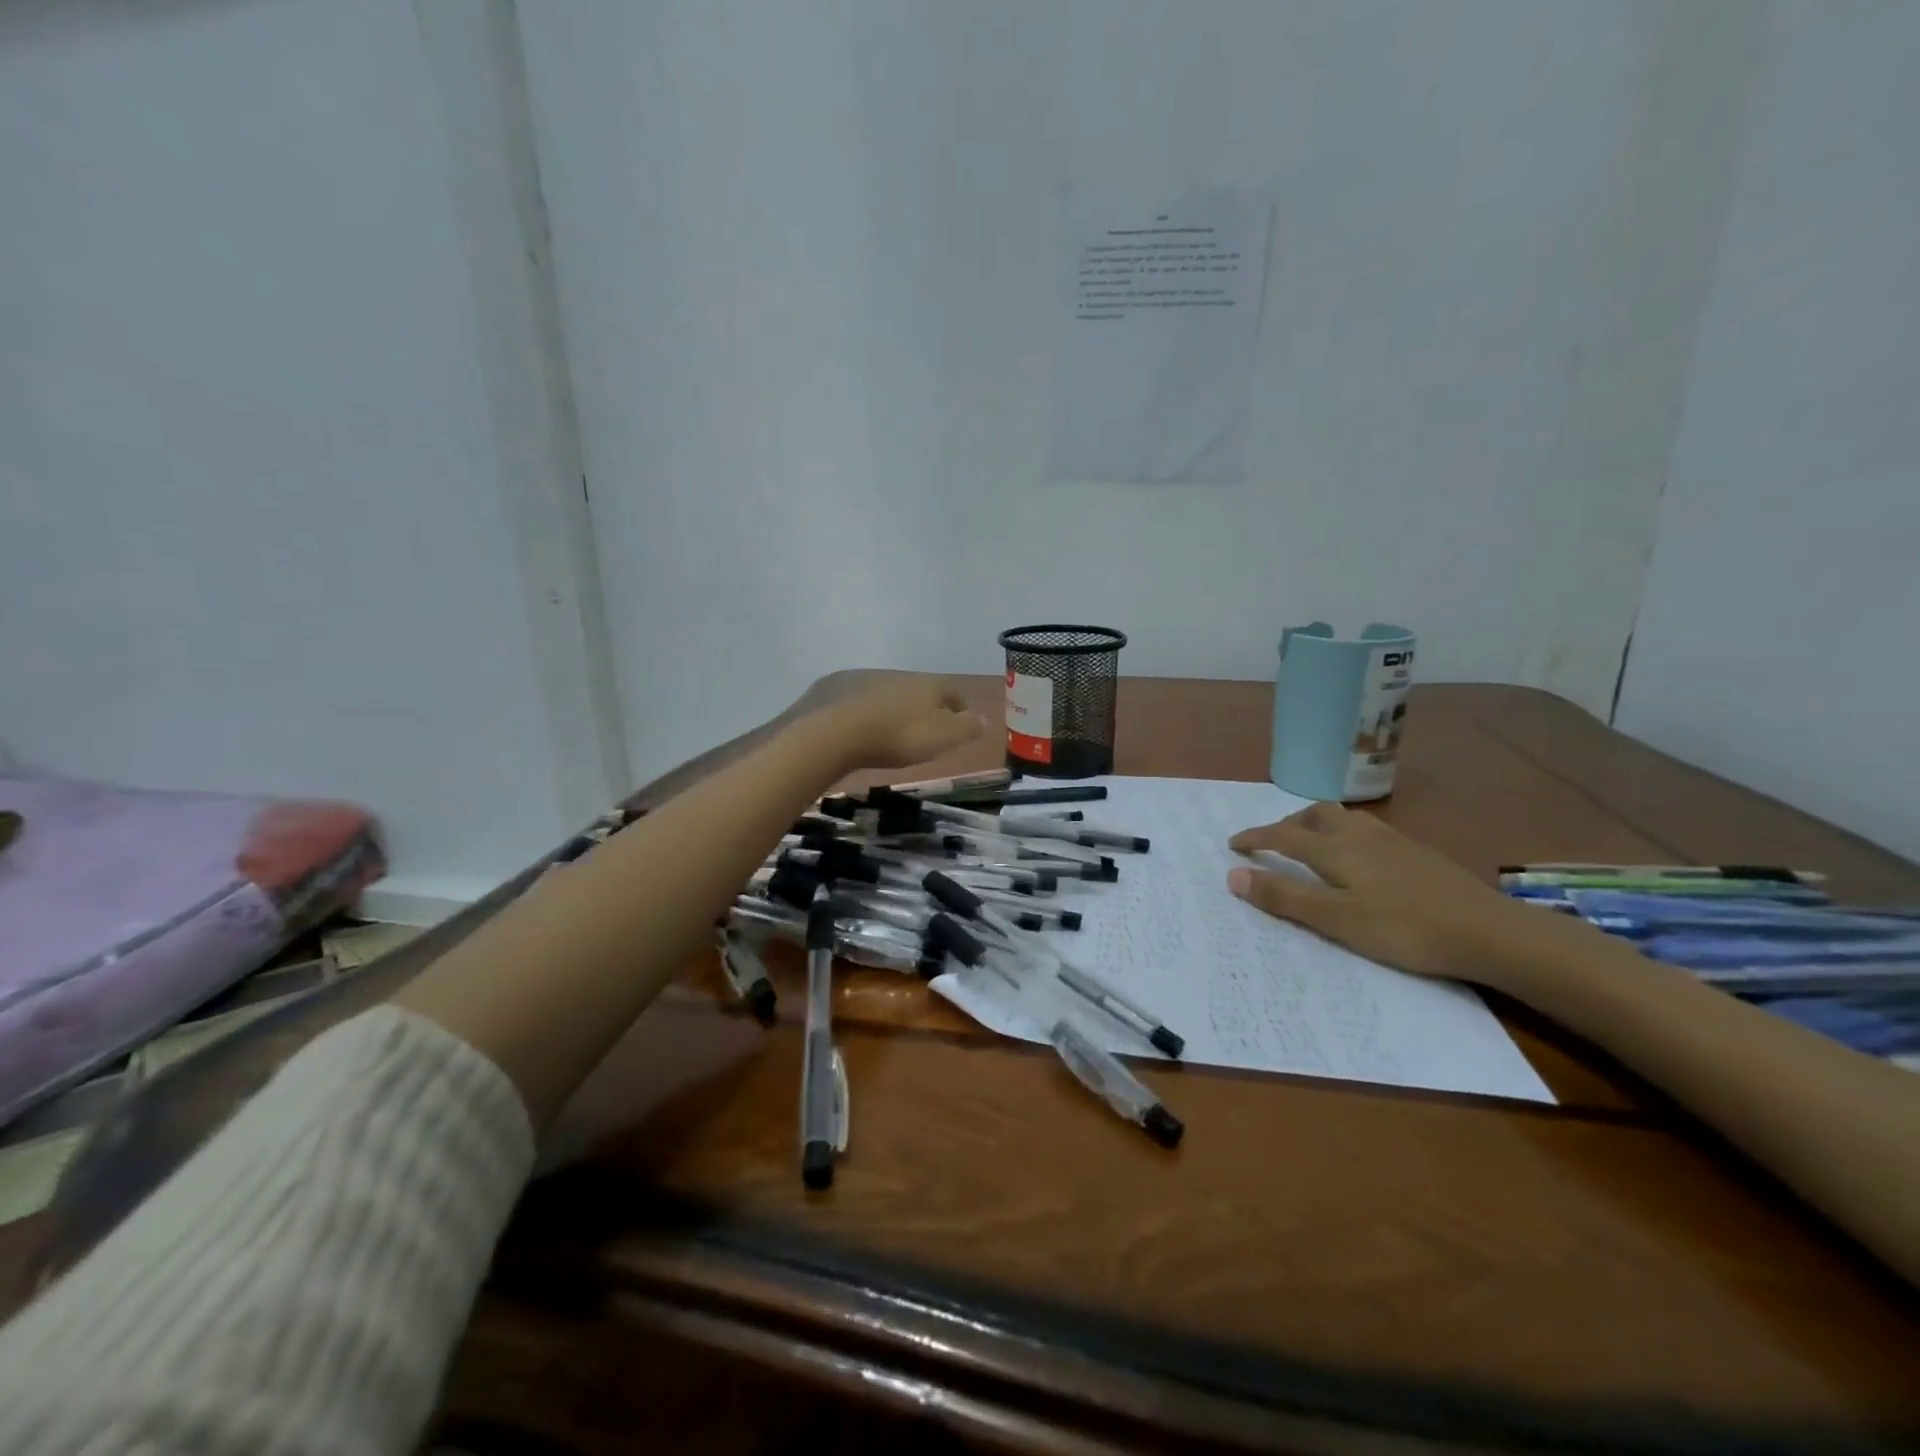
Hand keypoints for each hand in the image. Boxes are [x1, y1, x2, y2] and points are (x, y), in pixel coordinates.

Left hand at [812, 674, 986, 770]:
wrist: (838, 731)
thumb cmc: (900, 735)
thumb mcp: (943, 737)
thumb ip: (967, 727)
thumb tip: (986, 719)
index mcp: (929, 683)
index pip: (952, 691)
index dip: (960, 706)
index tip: (963, 720)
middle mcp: (900, 675)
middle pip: (920, 689)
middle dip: (926, 706)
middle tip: (929, 727)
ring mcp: (866, 679)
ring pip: (890, 693)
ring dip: (896, 708)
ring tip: (895, 730)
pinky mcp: (837, 690)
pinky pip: (861, 701)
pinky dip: (868, 712)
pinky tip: (863, 728)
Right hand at [1226, 803, 1578, 985]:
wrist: (1488, 931)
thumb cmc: (1403, 928)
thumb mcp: (1336, 920)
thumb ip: (1284, 898)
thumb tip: (1233, 876)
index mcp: (1335, 849)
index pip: (1283, 835)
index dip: (1255, 837)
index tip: (1233, 844)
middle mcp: (1360, 835)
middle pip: (1316, 814)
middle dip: (1288, 823)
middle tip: (1274, 842)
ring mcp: (1393, 841)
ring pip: (1345, 819)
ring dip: (1318, 826)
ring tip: (1313, 847)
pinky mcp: (1418, 853)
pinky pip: (1368, 831)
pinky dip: (1347, 836)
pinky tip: (1361, 861)